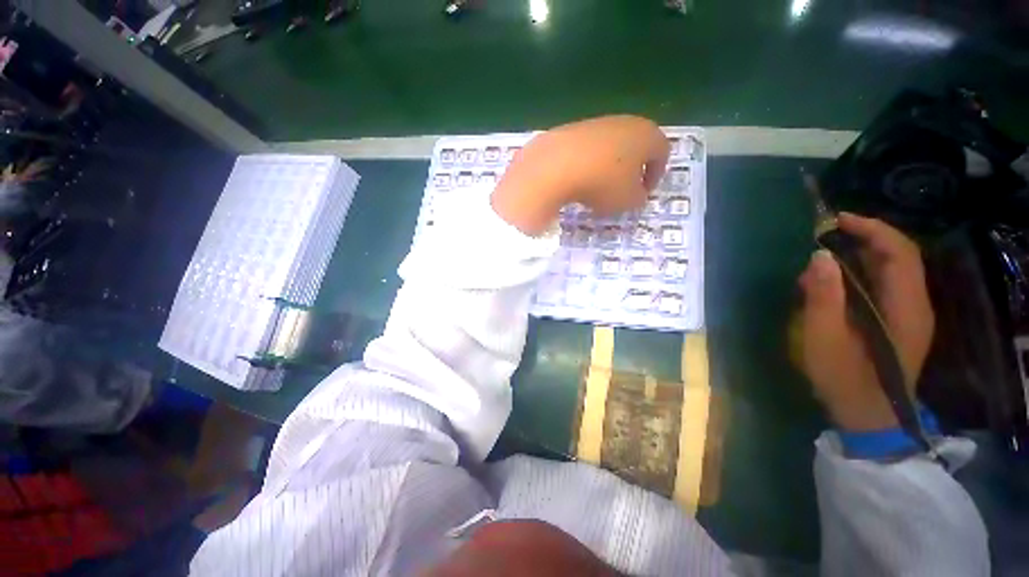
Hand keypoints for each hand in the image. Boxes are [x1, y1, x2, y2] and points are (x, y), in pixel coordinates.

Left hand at [491, 115, 669, 234]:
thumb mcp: (629, 201)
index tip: (643, 194)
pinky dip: (585, 165)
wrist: (554, 167)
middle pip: (634, 147)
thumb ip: (639, 198)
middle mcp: (623, 122)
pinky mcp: (569, 130)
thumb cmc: (602, 184)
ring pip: (608, 148)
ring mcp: (594, 124)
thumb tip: (636, 194)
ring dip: (606, 168)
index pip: (661, 153)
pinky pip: (585, 151)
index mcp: (646, 135)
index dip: (655, 176)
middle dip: (630, 171)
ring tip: (596, 190)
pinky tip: (576, 182)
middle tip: (622, 192)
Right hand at [797, 213, 934, 431]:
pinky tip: (833, 280)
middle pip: (899, 257)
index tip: (838, 220)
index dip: (873, 229)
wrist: (868, 416)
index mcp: (905, 307)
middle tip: (826, 232)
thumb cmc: (846, 379)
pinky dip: (860, 273)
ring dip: (861, 255)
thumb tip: (819, 257)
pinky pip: (883, 286)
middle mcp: (915, 304)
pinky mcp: (898, 322)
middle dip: (866, 237)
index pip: (900, 252)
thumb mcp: (825, 338)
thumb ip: (823, 297)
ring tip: (824, 254)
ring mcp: (908, 314)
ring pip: (891, 270)